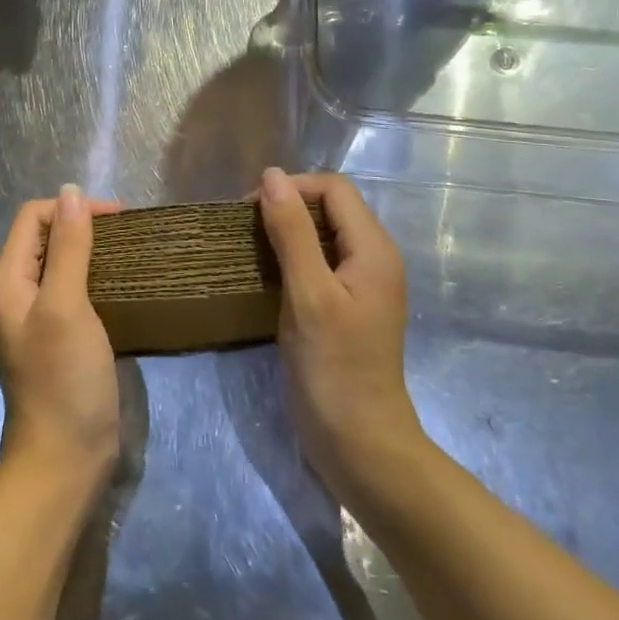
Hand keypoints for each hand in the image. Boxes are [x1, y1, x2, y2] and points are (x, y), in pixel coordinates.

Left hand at [0, 185, 123, 485]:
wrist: (64, 459)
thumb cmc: (63, 378)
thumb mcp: (66, 305)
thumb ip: (68, 247)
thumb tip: (71, 192)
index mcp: (7, 281)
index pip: (32, 217)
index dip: (71, 207)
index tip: (117, 217)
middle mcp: (15, 293)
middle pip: (44, 237)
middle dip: (82, 225)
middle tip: (127, 233)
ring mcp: (35, 317)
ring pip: (59, 263)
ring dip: (90, 250)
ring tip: (128, 252)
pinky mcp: (56, 337)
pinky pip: (71, 290)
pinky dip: (94, 276)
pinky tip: (120, 284)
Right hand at [259, 168, 423, 499]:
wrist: (360, 444)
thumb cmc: (334, 367)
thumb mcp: (309, 293)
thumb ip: (292, 231)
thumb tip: (272, 175)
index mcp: (373, 248)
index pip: (333, 188)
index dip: (292, 188)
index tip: (250, 209)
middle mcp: (374, 257)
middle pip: (330, 207)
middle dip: (287, 206)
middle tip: (245, 228)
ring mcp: (362, 283)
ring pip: (322, 234)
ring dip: (286, 232)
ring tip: (250, 248)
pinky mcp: (347, 305)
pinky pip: (320, 261)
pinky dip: (292, 257)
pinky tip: (267, 275)